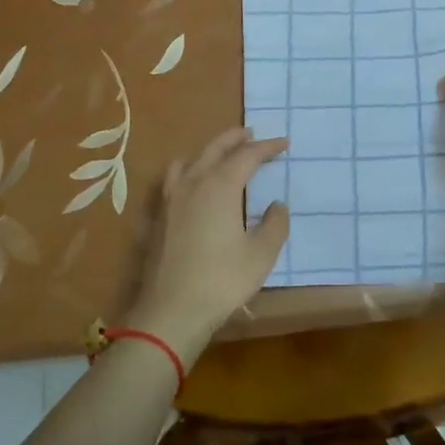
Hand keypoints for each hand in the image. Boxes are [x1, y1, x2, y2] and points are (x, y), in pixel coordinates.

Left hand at [127, 128, 289, 363]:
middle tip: (252, 134)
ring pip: (191, 160)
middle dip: (235, 139)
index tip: (284, 143)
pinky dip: (188, 169)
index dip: (267, 147)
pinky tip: (191, 182)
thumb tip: (276, 204)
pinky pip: (174, 179)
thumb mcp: (261, 254)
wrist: (171, 311)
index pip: (247, 156)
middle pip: (215, 150)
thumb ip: (274, 224)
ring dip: (210, 151)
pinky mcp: (160, 217)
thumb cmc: (222, 280)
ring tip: (222, 153)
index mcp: (220, 186)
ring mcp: (172, 199)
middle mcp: (194, 184)